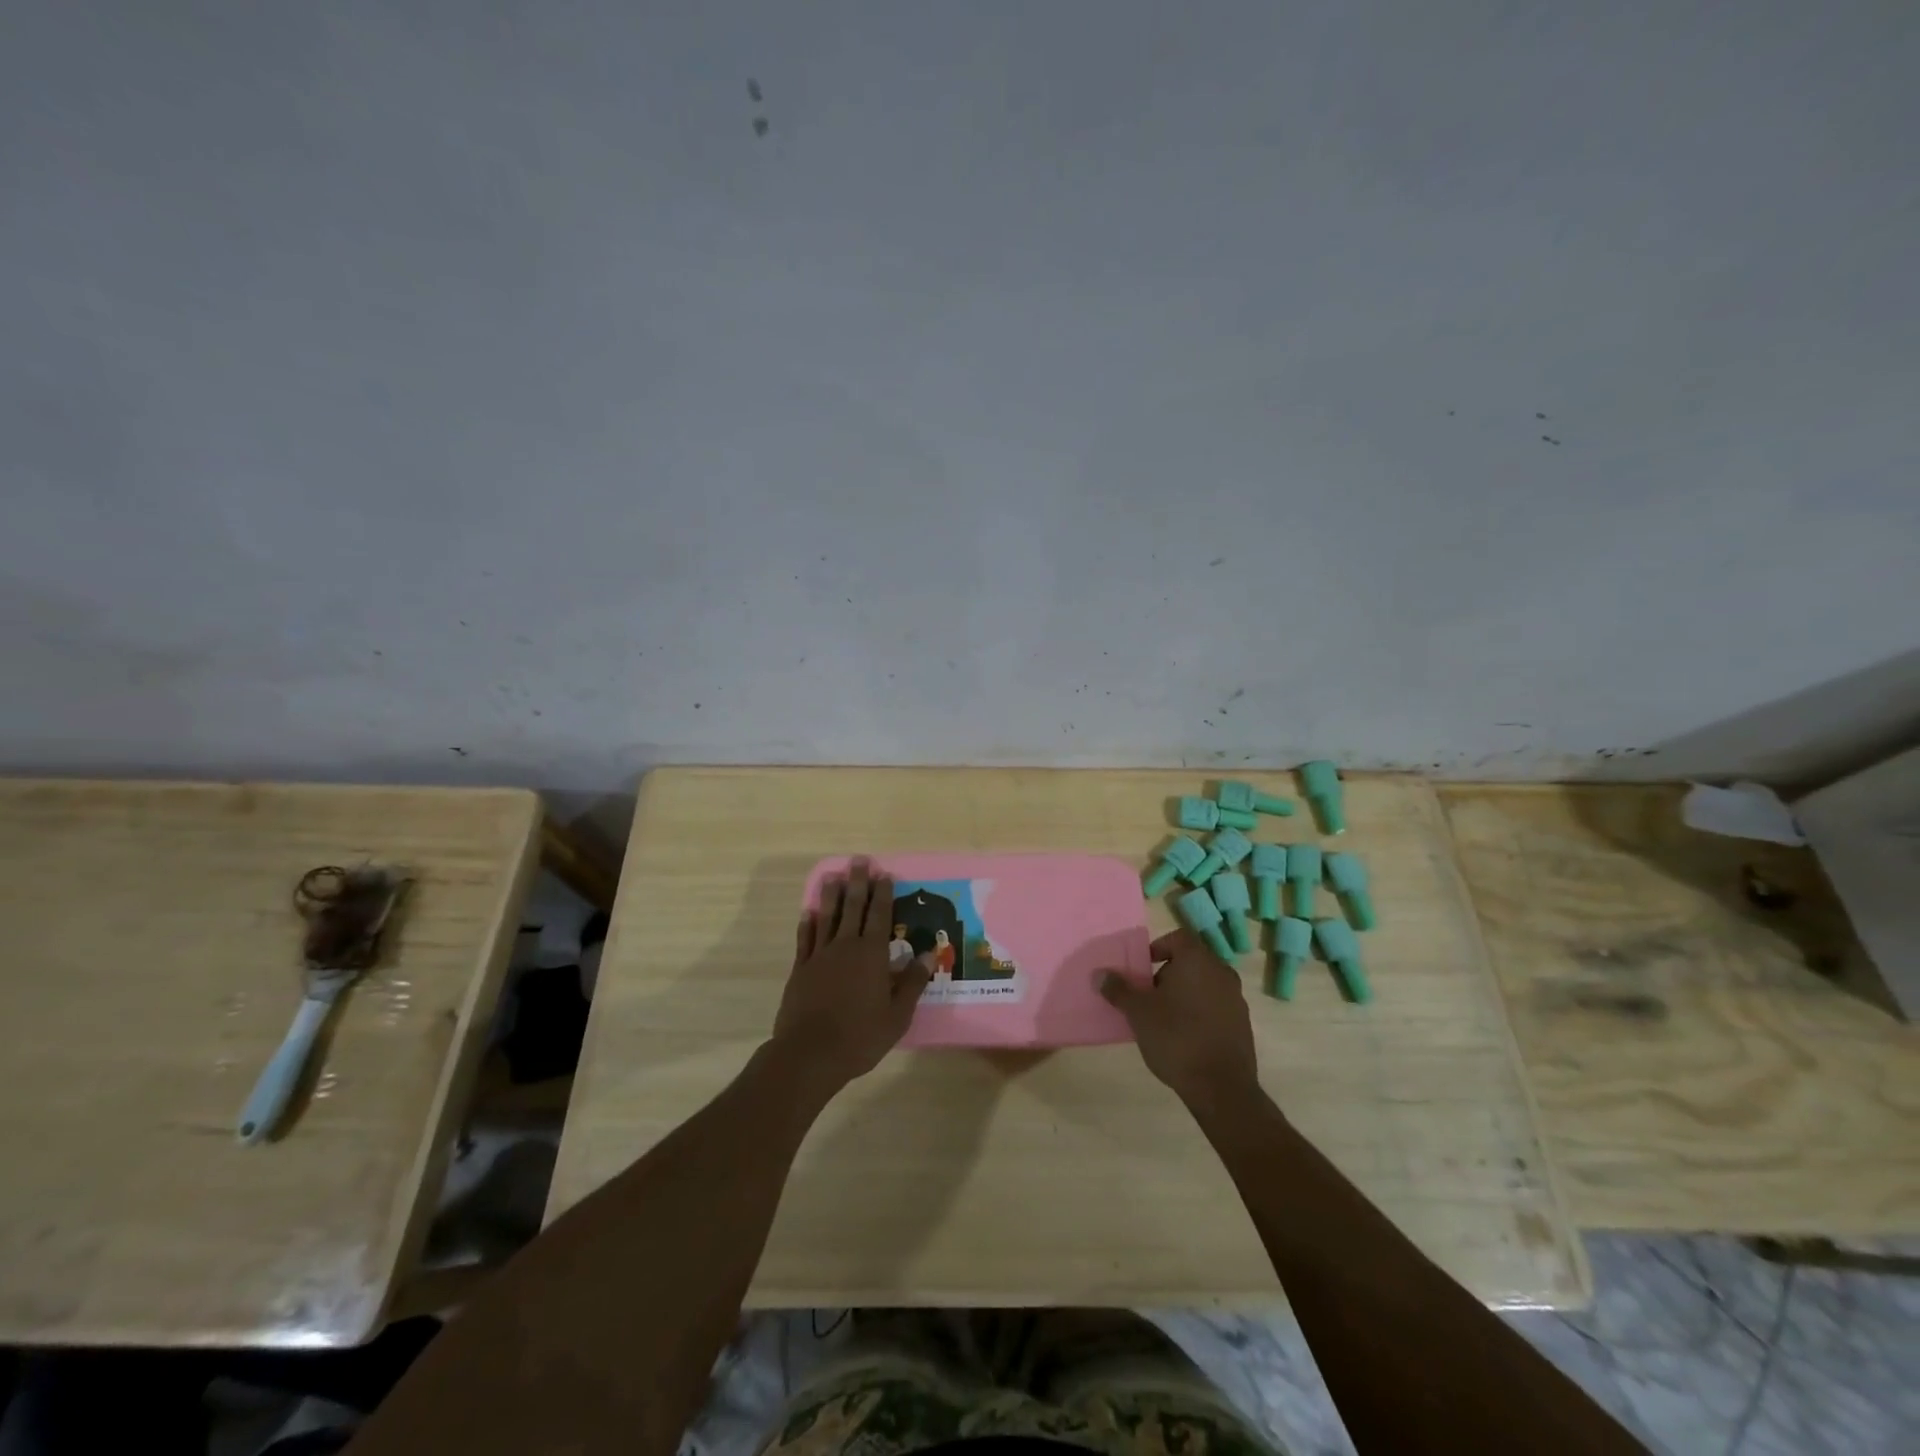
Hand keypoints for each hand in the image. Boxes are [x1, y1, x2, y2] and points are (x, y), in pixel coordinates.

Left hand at [771, 859, 930, 1095]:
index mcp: (872, 955)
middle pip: (852, 907)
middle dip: (858, 883)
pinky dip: (807, 924)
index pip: (879, 915)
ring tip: (833, 876)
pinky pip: (805, 940)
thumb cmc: (860, 1036)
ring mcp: (819, 956)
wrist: (810, 1054)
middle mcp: (845, 947)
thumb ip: (913, 982)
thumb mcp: (897, 1015)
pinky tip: (808, 913)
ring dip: (831, 895)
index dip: (883, 894)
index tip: (884, 873)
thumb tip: (930, 954)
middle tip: (859, 860)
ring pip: (826, 918)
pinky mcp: (800, 970)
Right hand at [1099, 929, 1259, 1111]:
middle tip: (1148, 996)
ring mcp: (1236, 999)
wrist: (1221, 1087)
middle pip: (1190, 961)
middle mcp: (1221, 972)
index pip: (1177, 937)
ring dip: (1184, 994)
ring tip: (1163, 1018)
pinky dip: (1199, 1012)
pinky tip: (1184, 1037)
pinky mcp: (1242, 1024)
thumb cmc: (1176, 1037)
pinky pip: (1215, 1007)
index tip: (1142, 969)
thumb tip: (1099, 974)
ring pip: (1204, 985)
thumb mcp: (1138, 1012)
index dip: (1157, 948)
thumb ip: (1118, 989)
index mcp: (1197, 960)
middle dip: (1167, 974)